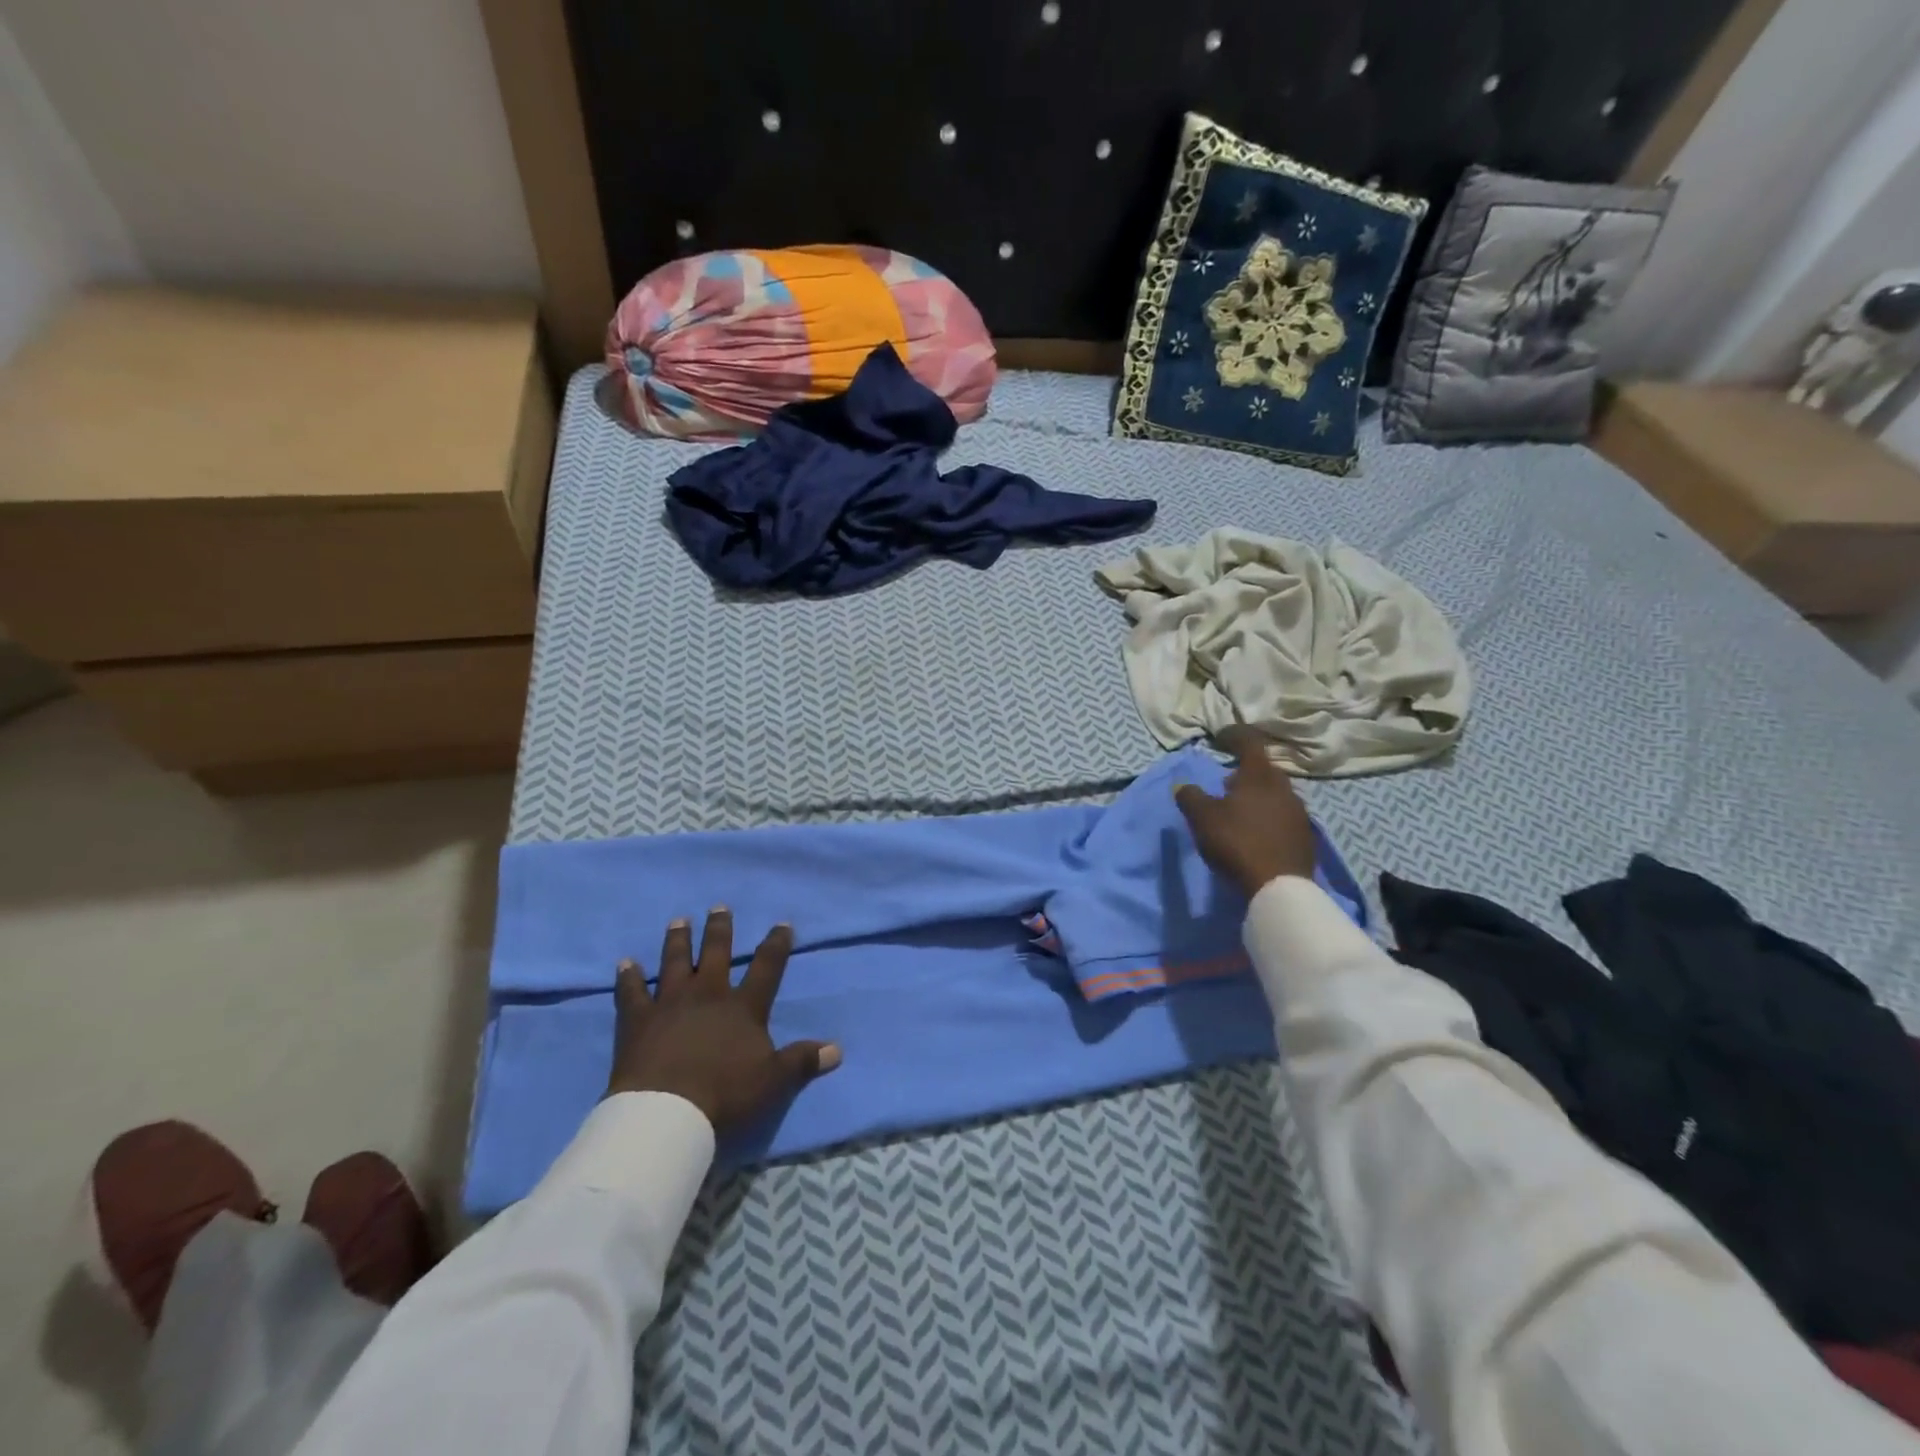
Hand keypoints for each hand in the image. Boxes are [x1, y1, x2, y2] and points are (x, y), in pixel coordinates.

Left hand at [606, 907, 840, 1133]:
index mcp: (743, 1007)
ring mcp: (670, 1003)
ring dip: (677, 941)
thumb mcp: (774, 1081)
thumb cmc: (725, 1094)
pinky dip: (628, 977)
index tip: (782, 924)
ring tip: (678, 921)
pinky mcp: (637, 1020)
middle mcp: (708, 994)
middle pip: (716, 953)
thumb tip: (837, 1049)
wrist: (667, 1114)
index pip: (767, 967)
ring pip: (675, 962)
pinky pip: (631, 992)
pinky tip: (625, 963)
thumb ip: (803, 1061)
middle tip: (719, 907)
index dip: (776, 944)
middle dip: (720, 929)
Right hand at [1174, 725, 1318, 897]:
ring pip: (1275, 795)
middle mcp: (1284, 788)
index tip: (1220, 736)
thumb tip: (1182, 785)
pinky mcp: (1305, 837)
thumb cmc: (1237, 841)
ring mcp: (1299, 813)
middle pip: (1264, 770)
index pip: (1249, 743)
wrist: (1278, 886)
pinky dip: (1267, 817)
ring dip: (1257, 796)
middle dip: (1245, 772)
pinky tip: (1255, 832)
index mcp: (1260, 776)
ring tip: (1239, 810)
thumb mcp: (1202, 818)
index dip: (1234, 736)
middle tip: (1226, 782)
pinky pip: (1282, 817)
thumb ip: (1190, 797)